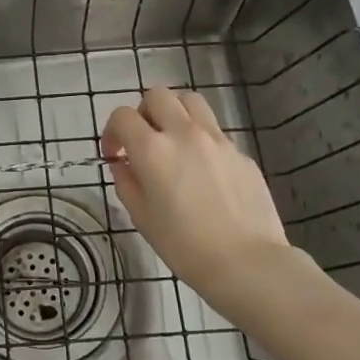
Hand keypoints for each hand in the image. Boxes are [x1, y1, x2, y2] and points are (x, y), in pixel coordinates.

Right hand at [102, 86, 293, 305]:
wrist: (247, 263)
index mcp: (152, 150)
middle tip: (143, 141)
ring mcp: (217, 140)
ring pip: (190, 101)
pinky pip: (214, 130)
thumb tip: (124, 164)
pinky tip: (203, 170)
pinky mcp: (240, 152)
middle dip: (143, 113)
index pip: (122, 116)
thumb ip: (127, 182)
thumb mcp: (141, 217)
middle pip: (157, 96)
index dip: (111, 131)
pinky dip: (200, 138)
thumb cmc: (185, 246)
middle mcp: (184, 133)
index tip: (114, 155)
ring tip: (173, 141)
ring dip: (175, 113)